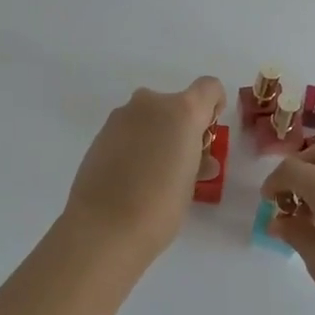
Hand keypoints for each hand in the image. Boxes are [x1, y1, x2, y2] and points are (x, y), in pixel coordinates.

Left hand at [62, 77, 226, 261]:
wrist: (103, 226)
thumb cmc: (159, 206)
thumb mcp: (190, 184)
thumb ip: (197, 161)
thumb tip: (198, 159)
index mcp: (183, 111)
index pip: (209, 88)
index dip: (213, 106)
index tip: (207, 134)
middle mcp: (151, 104)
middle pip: (176, 104)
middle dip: (181, 127)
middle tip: (182, 163)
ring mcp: (122, 116)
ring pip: (150, 116)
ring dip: (157, 135)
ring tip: (154, 175)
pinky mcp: (100, 132)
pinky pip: (129, 130)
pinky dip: (135, 144)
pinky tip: (131, 177)